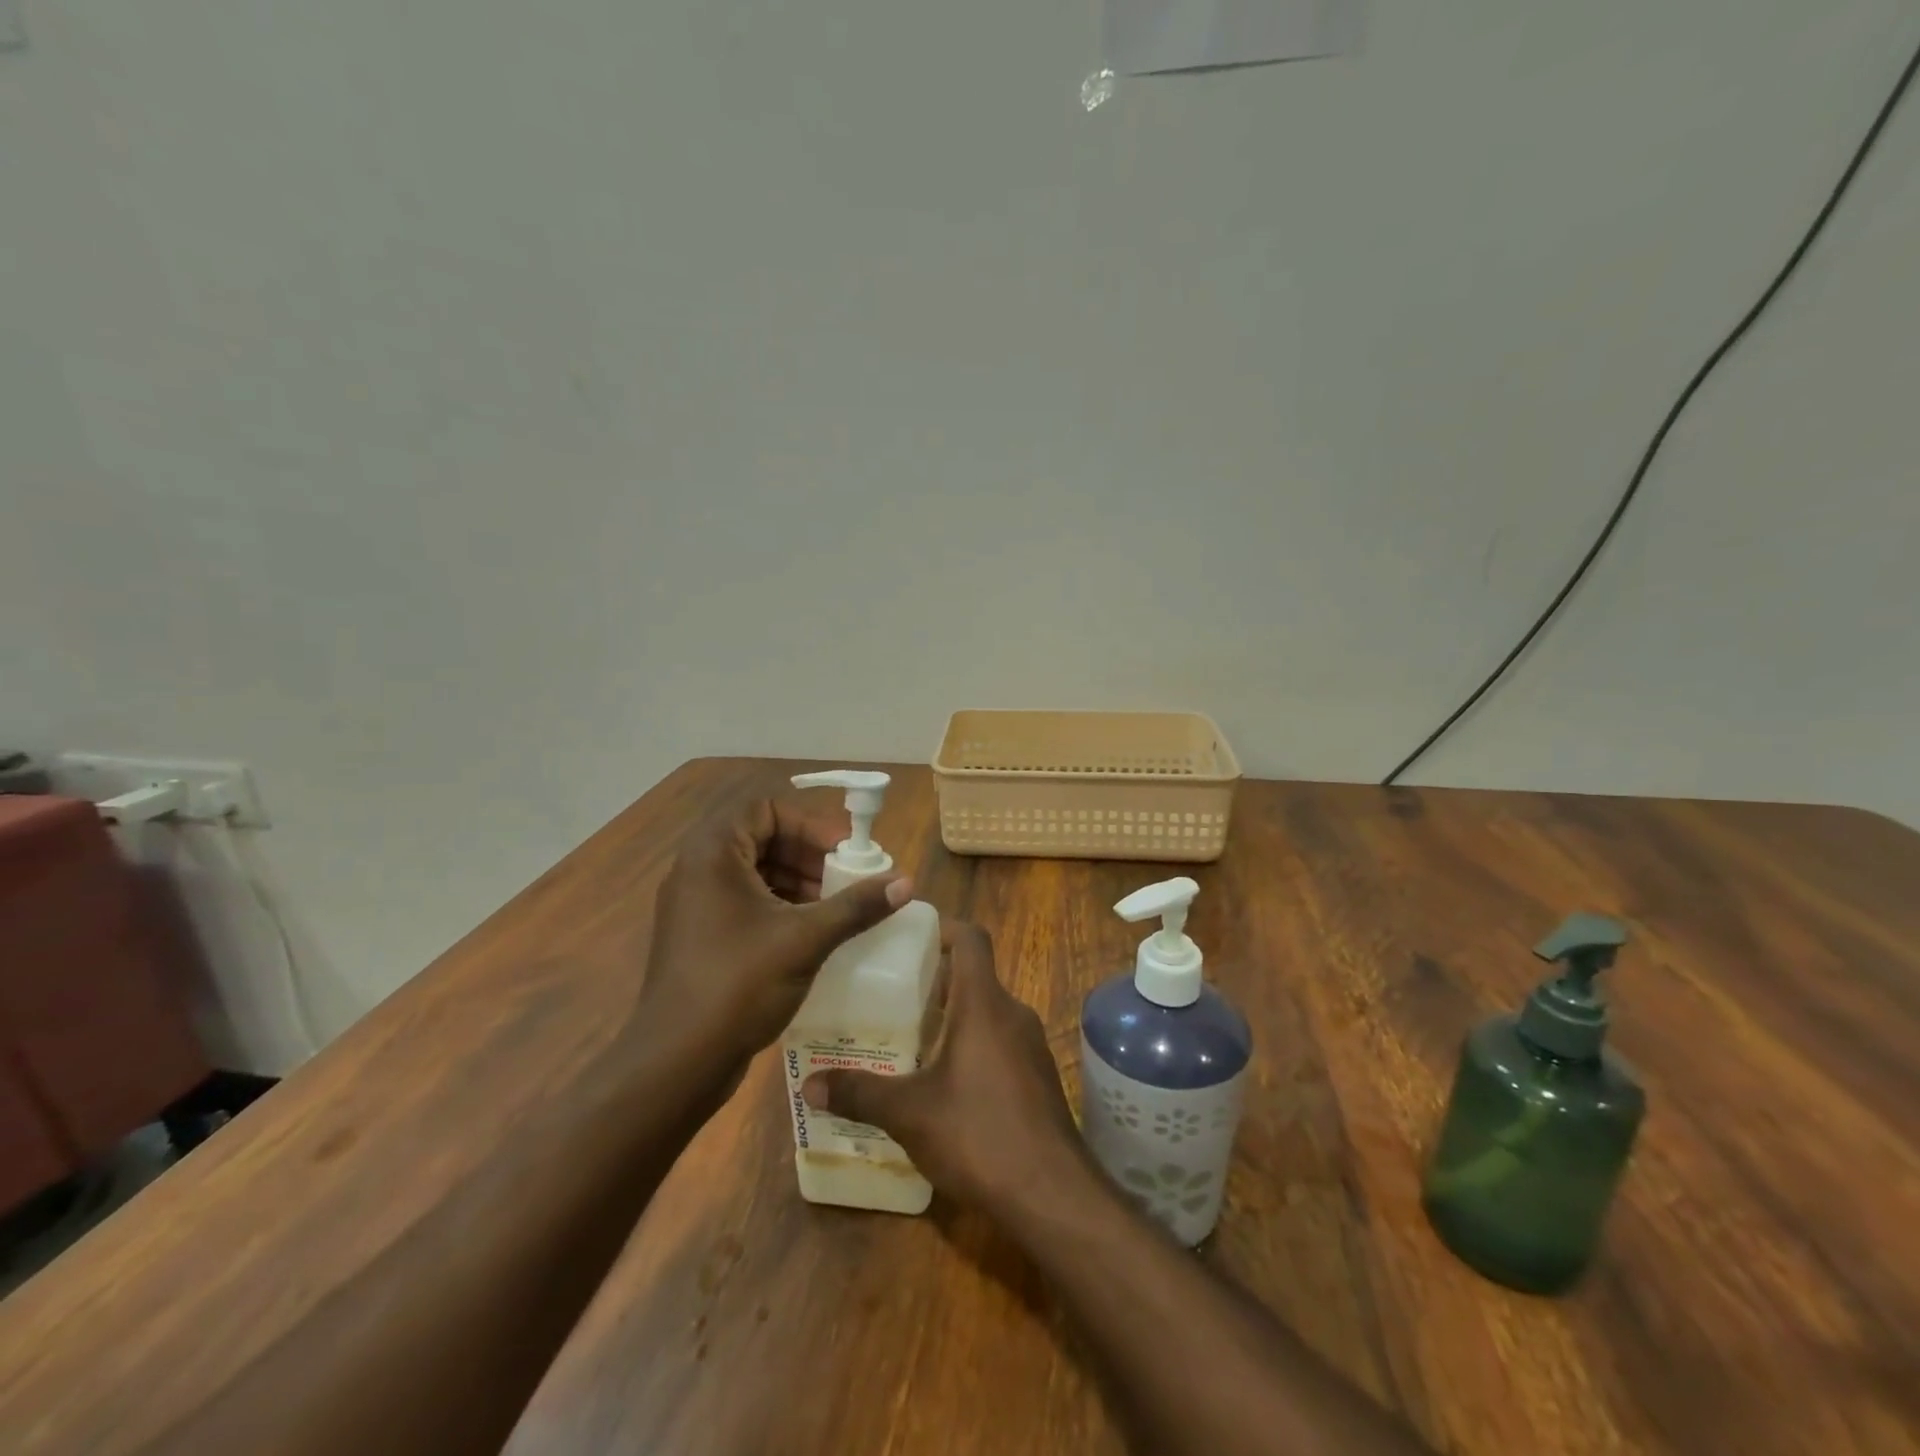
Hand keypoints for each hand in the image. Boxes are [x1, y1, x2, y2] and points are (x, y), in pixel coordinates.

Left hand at [640, 796, 911, 1065]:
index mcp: (712, 854)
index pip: (764, 808)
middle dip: (809, 853)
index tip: (844, 850)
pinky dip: (781, 905)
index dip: (809, 823)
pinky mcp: (701, 936)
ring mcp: (695, 905)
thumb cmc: (737, 986)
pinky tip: (812, 931)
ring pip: (755, 871)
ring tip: (835, 905)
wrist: (676, 1065)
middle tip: (847, 876)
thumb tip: (906, 881)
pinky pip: (746, 901)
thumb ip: (856, 906)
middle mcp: (697, 870)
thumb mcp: (805, 940)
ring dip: (798, 879)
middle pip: (761, 837)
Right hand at [801, 923, 1083, 1212]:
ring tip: (909, 1039)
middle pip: (974, 976)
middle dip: (934, 981)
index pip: (970, 938)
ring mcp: (1031, 1046)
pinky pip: (1000, 1043)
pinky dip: (972, 1047)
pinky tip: (944, 1084)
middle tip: (891, 996)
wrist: (1053, 1194)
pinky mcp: (1038, 1077)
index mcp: (983, 1003)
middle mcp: (1012, 1013)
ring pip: (987, 1012)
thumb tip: (809, 1085)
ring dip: (952, 1018)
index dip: (941, 927)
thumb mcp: (909, 1113)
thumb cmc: (978, 1134)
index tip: (907, 937)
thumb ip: (859, 1093)